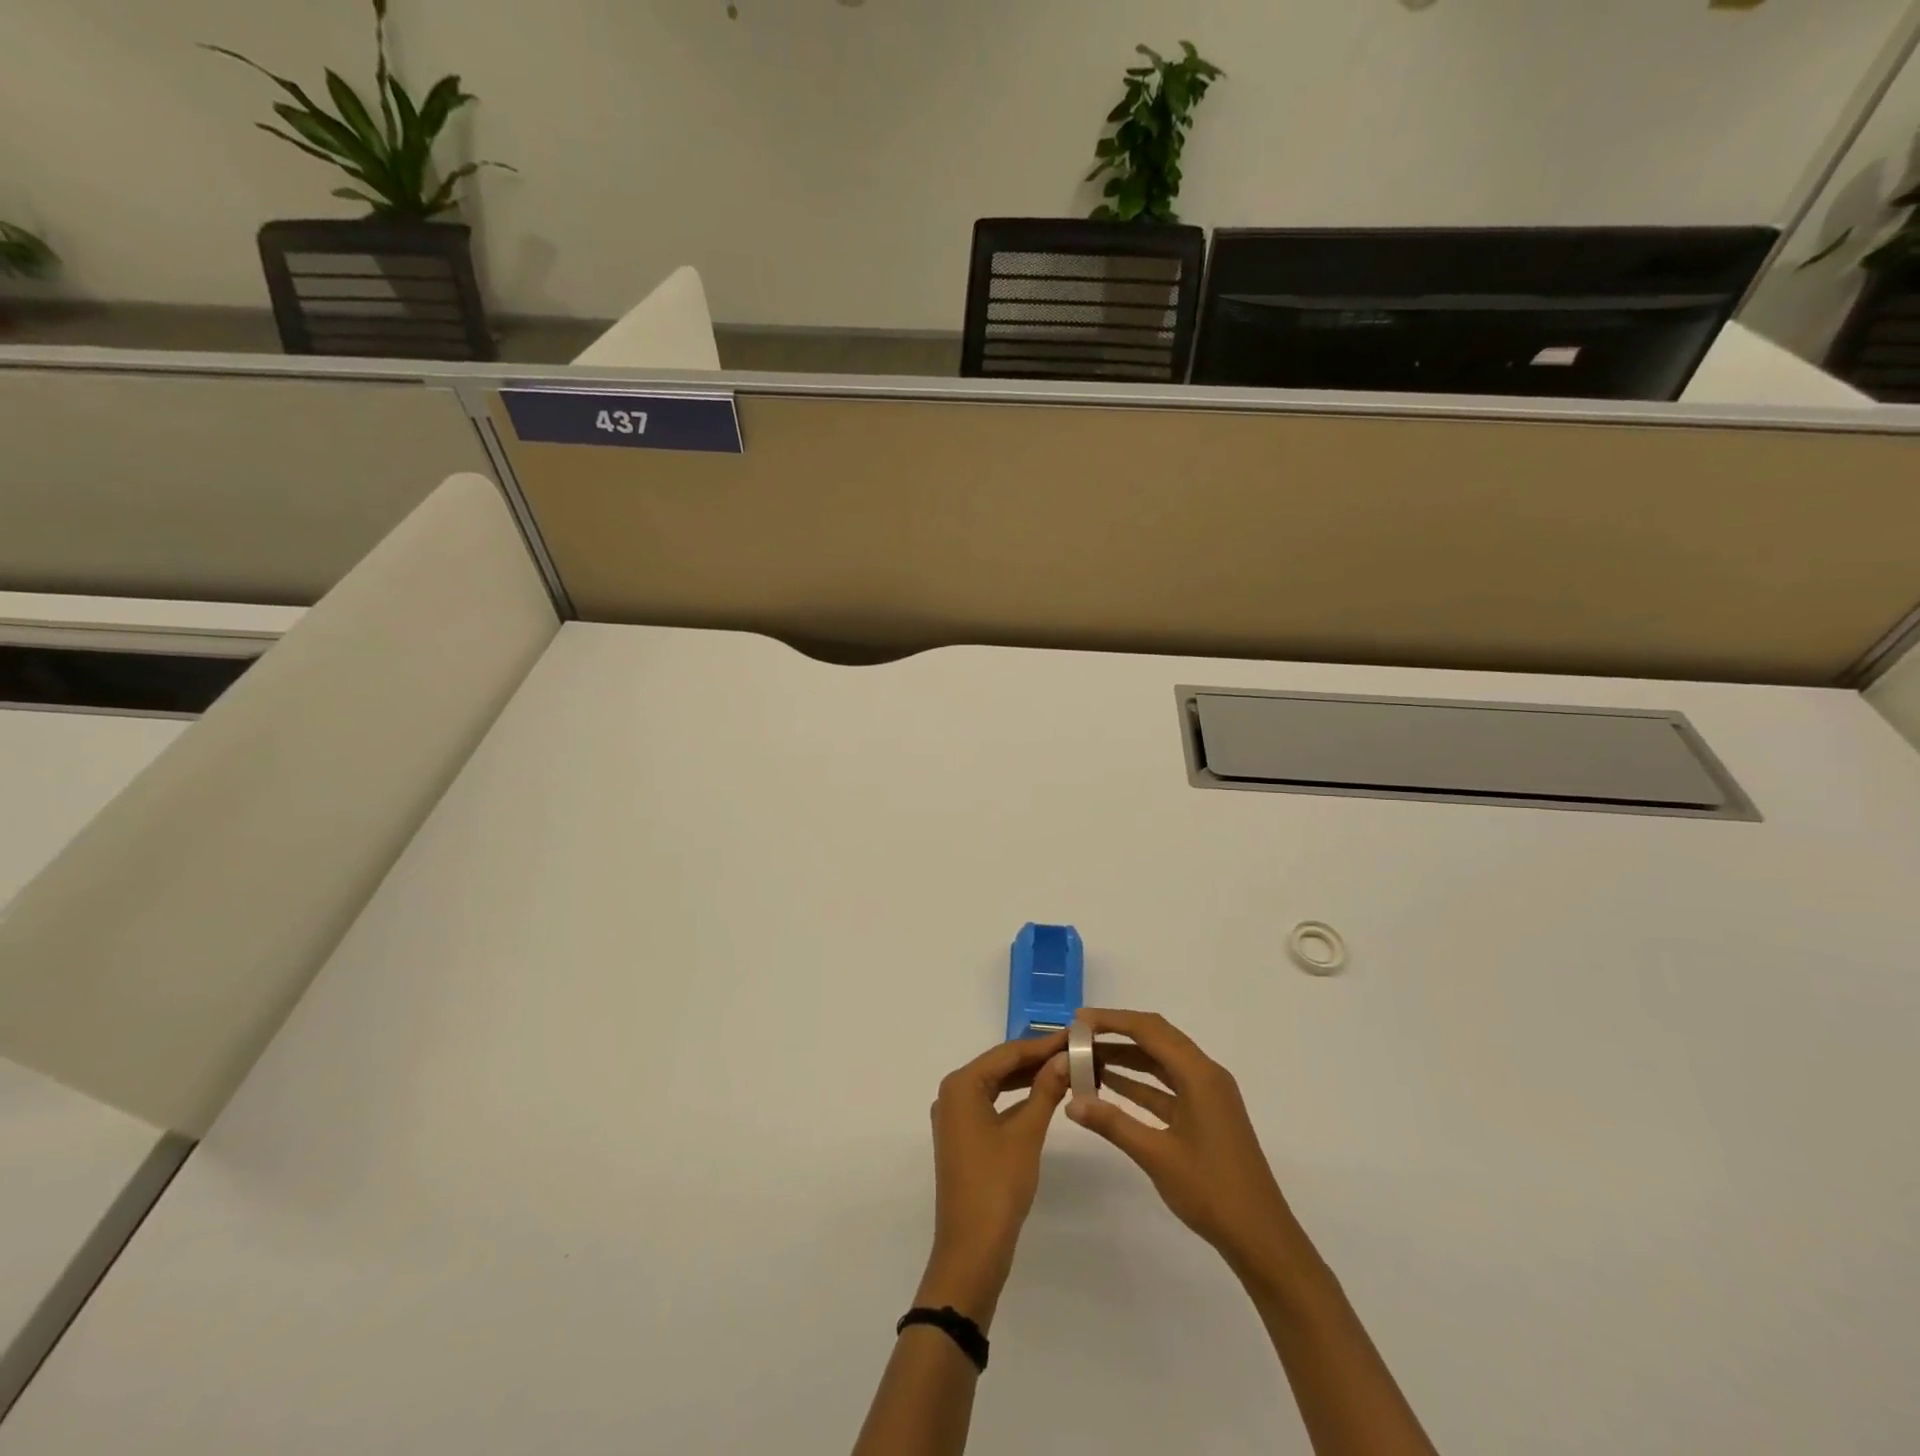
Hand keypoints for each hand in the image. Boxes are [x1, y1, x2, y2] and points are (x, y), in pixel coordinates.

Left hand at [917, 1032, 1071, 1327]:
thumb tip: (1065, 1057)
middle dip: (1037, 1057)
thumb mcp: (1026, 1133)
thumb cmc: (997, 1185)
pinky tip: (1043, 1095)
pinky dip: (1017, 1098)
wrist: (972, 1250)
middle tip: (1074, 1050)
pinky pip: (993, 1103)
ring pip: (997, 1083)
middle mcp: (953, 1093)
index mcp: (961, 1084)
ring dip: (1028, 1076)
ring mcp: (956, 1116)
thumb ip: (1046, 1090)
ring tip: (1065, 1068)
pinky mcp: (963, 1136)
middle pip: (1000, 1065)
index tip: (1075, 1034)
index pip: (1008, 1052)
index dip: (1043, 1043)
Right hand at [1065, 1009, 1312, 1283]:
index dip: (1111, 1021)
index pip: (1149, 1030)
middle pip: (1156, 1037)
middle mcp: (1205, 1074)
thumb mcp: (1157, 1156)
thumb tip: (1071, 1102)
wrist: (1261, 1238)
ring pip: (1160, 1061)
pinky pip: (1166, 1085)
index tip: (1078, 1020)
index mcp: (1199, 1075)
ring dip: (1126, 1057)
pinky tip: (1109, 1085)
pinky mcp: (1204, 1114)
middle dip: (1117, 1033)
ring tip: (1087, 1058)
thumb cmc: (1212, 1192)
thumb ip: (1113, 1123)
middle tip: (1079, 1035)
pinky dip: (1138, 1082)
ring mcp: (1207, 1095)